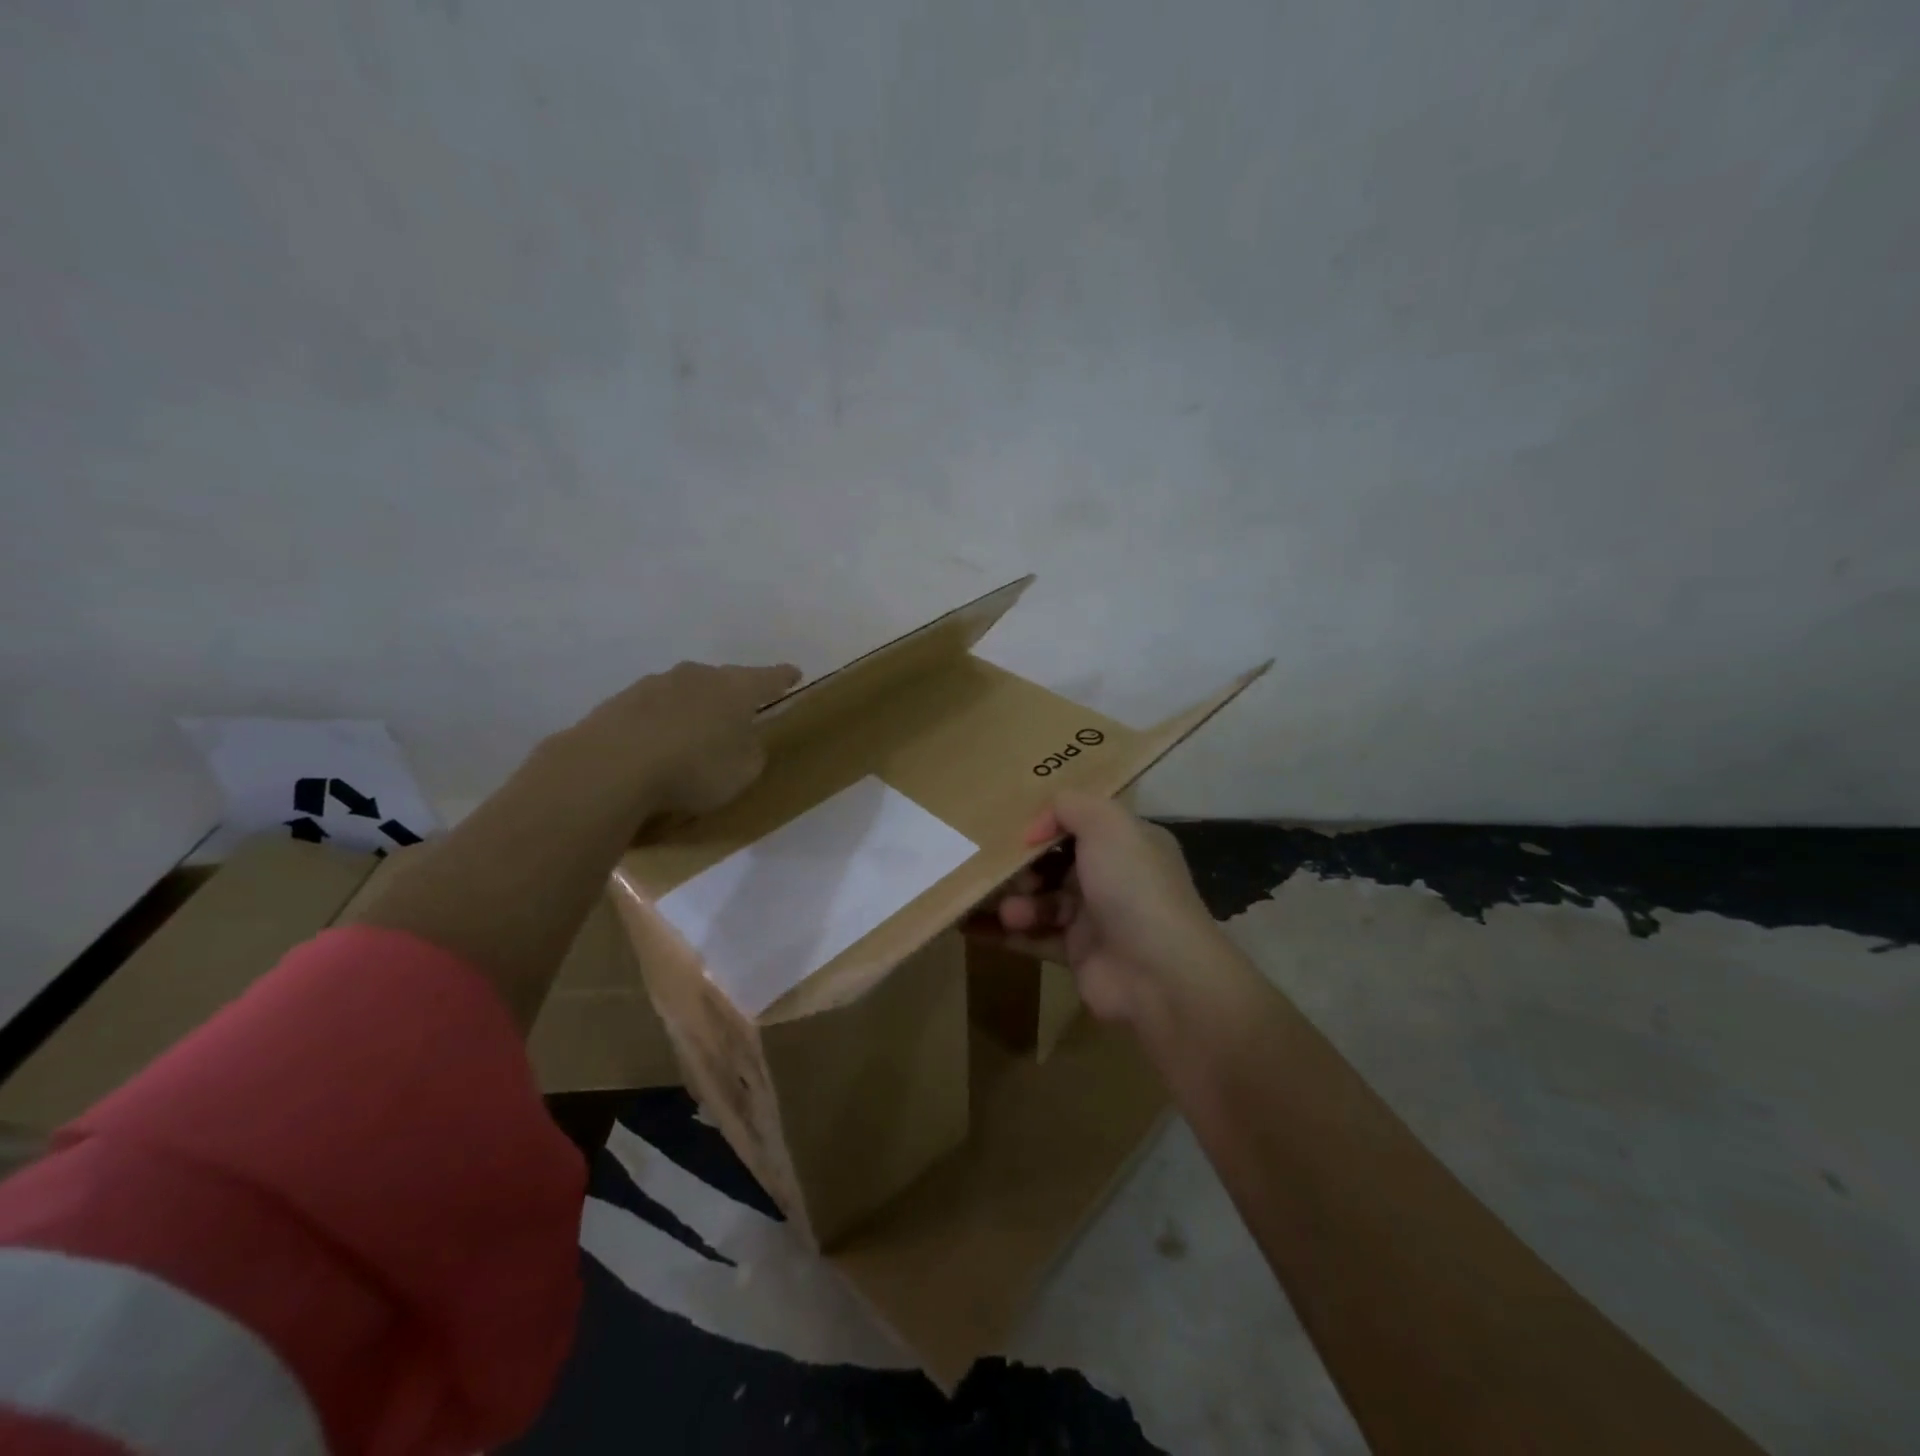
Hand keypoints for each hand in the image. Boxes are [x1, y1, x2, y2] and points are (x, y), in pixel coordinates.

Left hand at [558, 660, 800, 819]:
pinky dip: (660, 724)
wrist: (612, 767)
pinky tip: (655, 747)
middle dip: (733, 694)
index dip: (783, 677)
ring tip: (691, 736)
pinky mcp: (620, 702)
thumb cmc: (695, 767)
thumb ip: (751, 751)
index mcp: (736, 688)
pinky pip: (652, 711)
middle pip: (723, 680)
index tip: (794, 673)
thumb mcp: (743, 770)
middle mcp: (698, 676)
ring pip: (685, 692)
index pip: (769, 678)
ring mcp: (655, 684)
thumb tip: (744, 740)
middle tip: (739, 714)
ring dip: (692, 708)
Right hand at [970, 791, 1230, 1025]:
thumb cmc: (1133, 886)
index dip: (1047, 824)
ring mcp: (1095, 918)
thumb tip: (1036, 827)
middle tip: (1003, 870)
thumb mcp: (1107, 824)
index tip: (1014, 828)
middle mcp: (1113, 877)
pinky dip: (1002, 932)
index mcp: (1128, 843)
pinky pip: (1032, 937)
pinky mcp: (1076, 954)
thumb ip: (1069, 806)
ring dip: (1015, 900)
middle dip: (1024, 865)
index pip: (1082, 824)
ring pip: (1042, 900)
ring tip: (1008, 909)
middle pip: (1055, 862)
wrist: (1159, 973)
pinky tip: (968, 927)